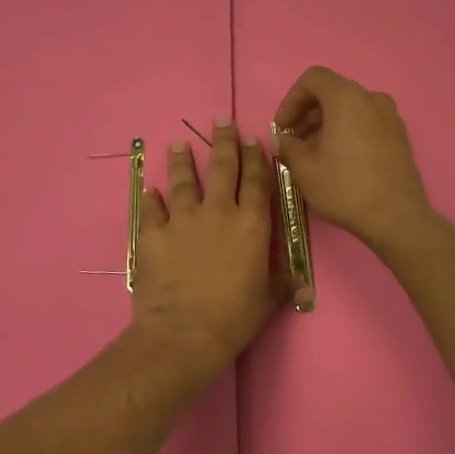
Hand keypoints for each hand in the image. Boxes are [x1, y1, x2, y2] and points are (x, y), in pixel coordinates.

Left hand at [130, 119, 285, 372]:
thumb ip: (283, 283)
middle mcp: (218, 212)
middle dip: (223, 141)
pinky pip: (151, 210)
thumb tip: (304, 285)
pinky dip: (151, 199)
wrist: (184, 332)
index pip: (256, 181)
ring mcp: (182, 220)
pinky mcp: (154, 234)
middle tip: (221, 120)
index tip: (253, 138)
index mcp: (251, 224)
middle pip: (222, 168)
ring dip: (182, 161)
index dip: (255, 157)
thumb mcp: (268, 299)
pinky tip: (150, 190)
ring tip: (178, 144)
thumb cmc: (234, 317)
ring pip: (183, 181)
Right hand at [272, 67, 432, 251]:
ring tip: (314, 152)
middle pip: (332, 91)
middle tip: (294, 140)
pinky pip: (367, 120)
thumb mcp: (304, 169)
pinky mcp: (399, 135)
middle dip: (308, 112)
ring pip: (350, 107)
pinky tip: (339, 158)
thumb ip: (288, 146)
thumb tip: (283, 140)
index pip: (313, 78)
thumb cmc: (345, 188)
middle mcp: (371, 98)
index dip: (291, 100)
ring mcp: (390, 116)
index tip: (282, 128)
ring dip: (327, 122)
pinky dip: (348, 129)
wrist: (395, 217)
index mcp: (346, 98)